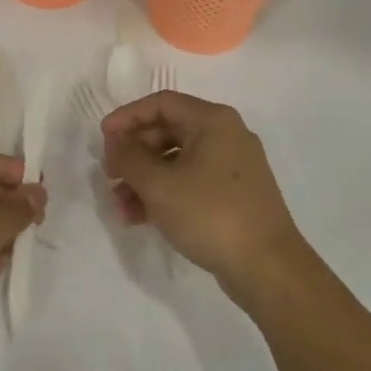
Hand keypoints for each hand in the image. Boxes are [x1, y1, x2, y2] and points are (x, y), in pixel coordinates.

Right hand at [101, 92, 302, 292]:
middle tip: (109, 174)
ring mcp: (232, 167)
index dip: (127, 117)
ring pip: (176, 161)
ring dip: (144, 179)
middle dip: (133, 153)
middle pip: (167, 131)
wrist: (268, 268)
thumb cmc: (210, 214)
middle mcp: (226, 135)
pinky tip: (139, 218)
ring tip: (119, 206)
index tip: (102, 138)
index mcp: (213, 120)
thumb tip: (115, 142)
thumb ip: (129, 158)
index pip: (161, 103)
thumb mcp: (159, 185)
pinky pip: (190, 183)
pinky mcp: (233, 195)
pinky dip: (164, 194)